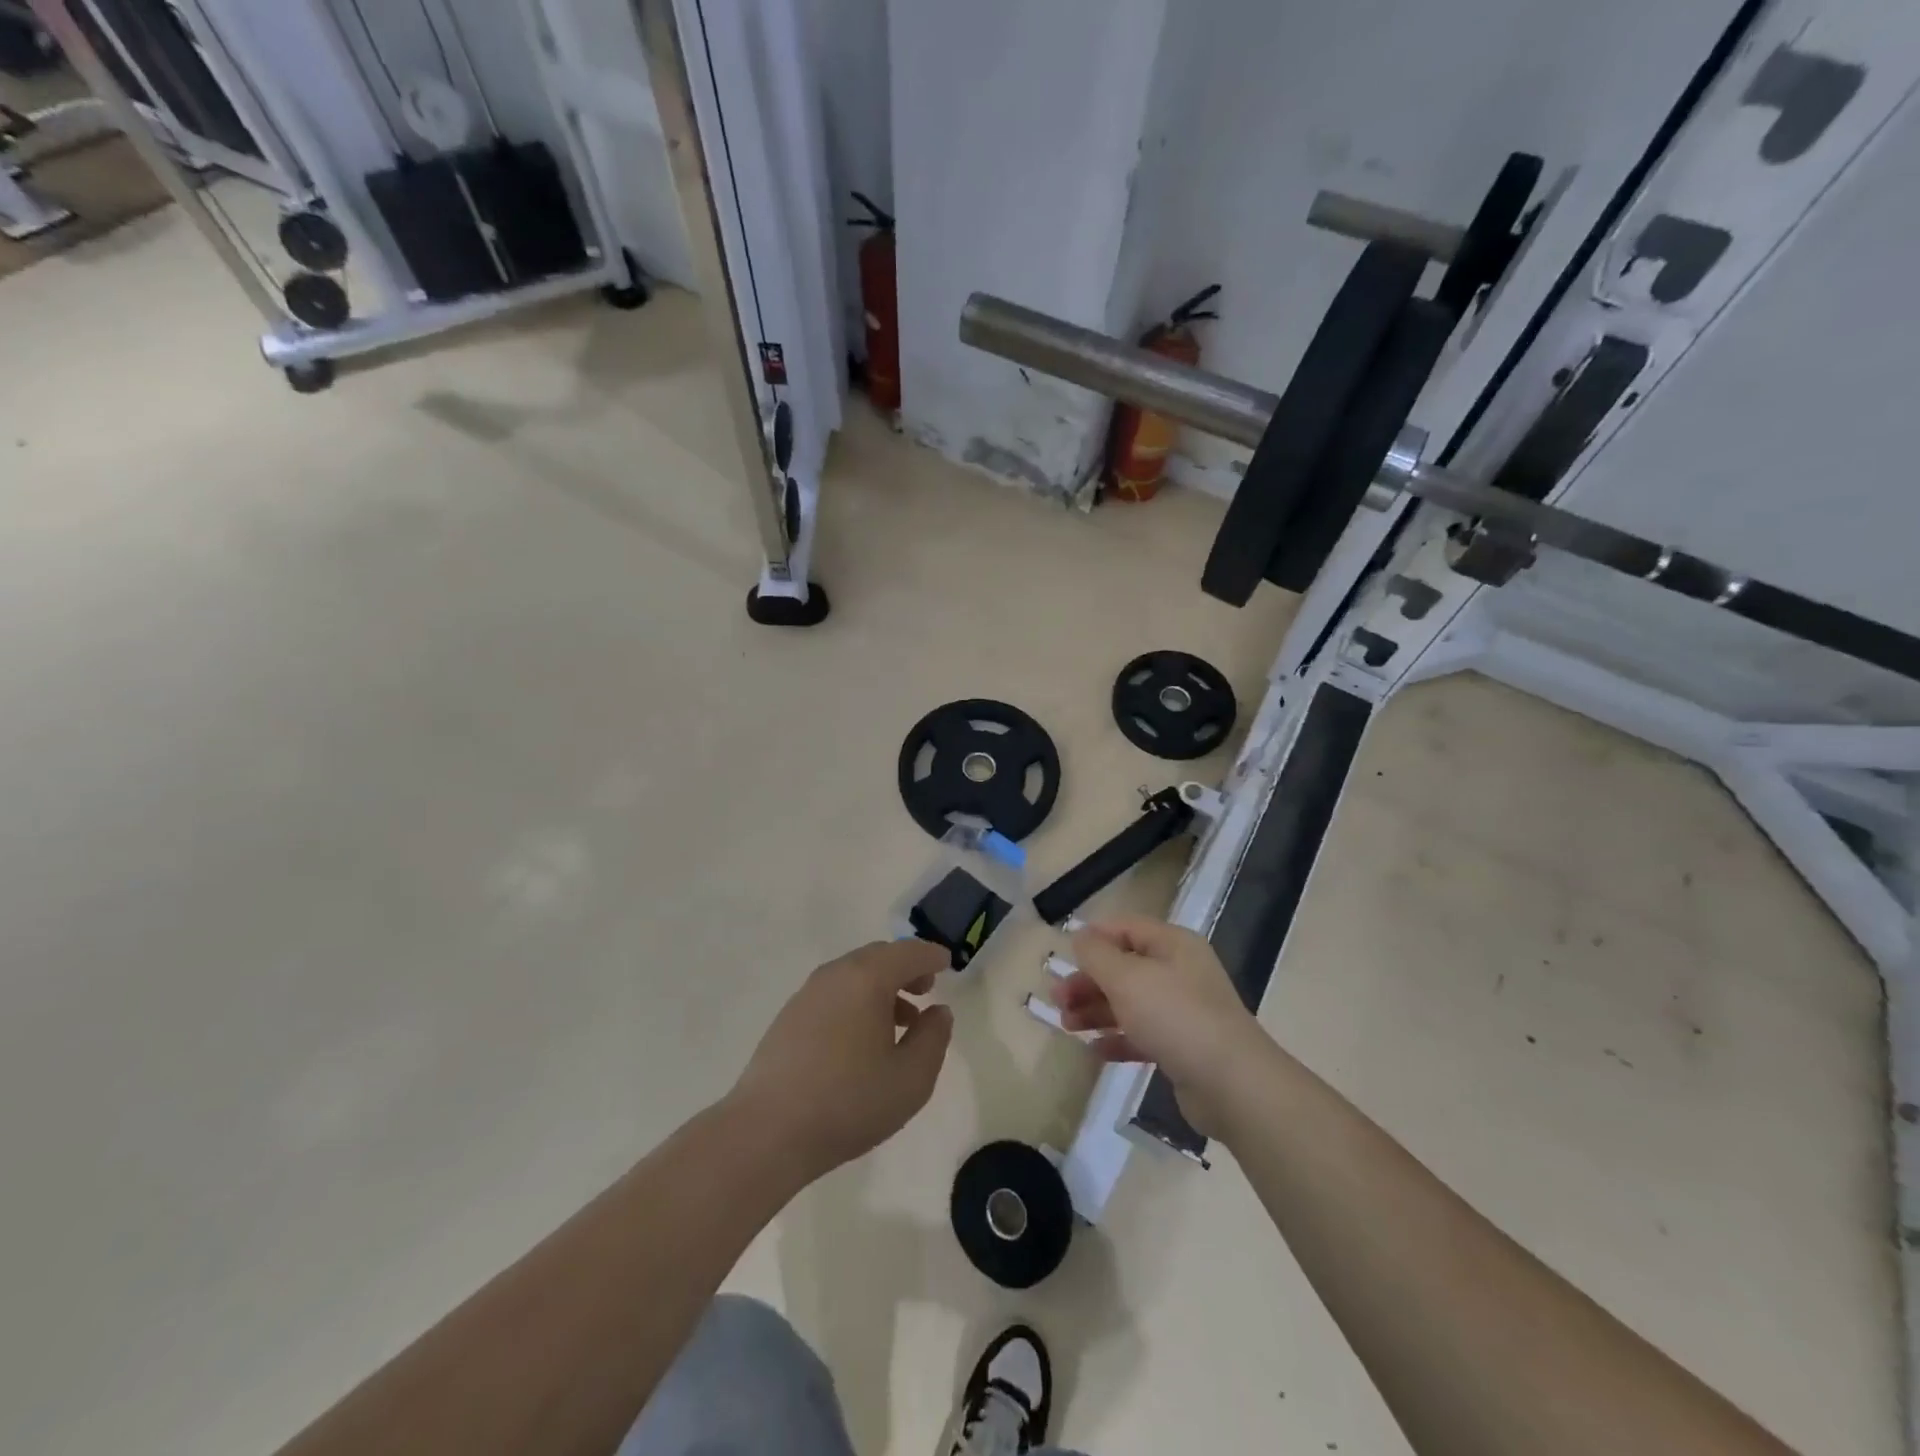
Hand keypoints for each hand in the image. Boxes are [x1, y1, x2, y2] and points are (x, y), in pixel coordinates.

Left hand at [729, 939, 953, 1179]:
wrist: (767, 1132)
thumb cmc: (849, 1101)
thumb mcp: (911, 1078)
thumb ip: (933, 1038)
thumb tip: (937, 1011)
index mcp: (867, 978)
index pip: (908, 952)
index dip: (931, 956)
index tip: (947, 964)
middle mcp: (835, 974)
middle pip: (878, 957)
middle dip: (905, 969)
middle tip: (925, 991)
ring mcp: (807, 994)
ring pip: (853, 975)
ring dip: (880, 988)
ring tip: (899, 1022)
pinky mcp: (788, 1018)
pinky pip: (833, 994)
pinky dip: (856, 1001)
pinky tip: (861, 1040)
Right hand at [1052, 916, 1265, 1136]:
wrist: (1232, 1084)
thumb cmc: (1175, 1017)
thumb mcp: (1127, 978)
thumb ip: (1097, 955)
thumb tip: (1080, 936)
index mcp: (1172, 944)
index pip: (1125, 927)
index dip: (1093, 937)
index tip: (1062, 955)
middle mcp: (1179, 971)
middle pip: (1124, 967)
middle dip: (1087, 981)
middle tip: (1056, 999)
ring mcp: (1183, 1011)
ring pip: (1130, 1002)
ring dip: (1096, 1010)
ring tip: (1066, 1026)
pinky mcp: (1183, 1047)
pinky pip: (1142, 1034)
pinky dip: (1117, 1038)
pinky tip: (1094, 1050)